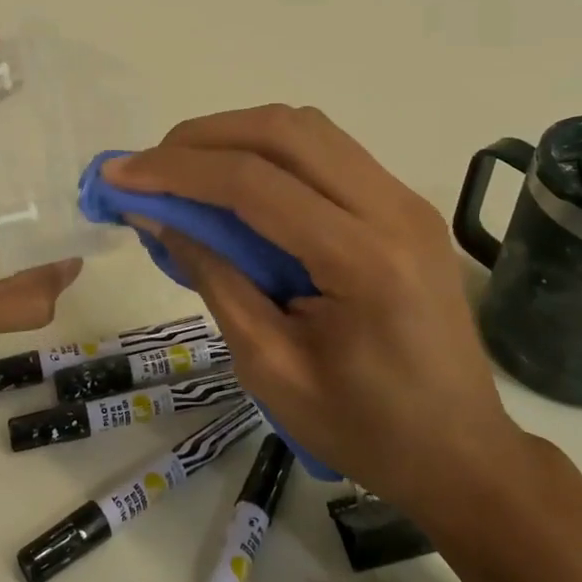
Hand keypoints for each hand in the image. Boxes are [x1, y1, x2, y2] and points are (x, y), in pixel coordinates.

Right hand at [104, 106, 528, 523]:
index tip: (118, 174)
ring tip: (185, 169)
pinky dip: (270, 150)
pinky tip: (237, 182)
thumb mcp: (270, 367)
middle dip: (203, 137)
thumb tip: (157, 215)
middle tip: (149, 165)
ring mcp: (406, 199)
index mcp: (364, 262)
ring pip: (307, 129)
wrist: (463, 453)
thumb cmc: (364, 430)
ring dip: (237, 134)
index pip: (254, 183)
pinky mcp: (404, 203)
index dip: (176, 171)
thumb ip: (213, 278)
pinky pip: (327, 151)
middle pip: (284, 131)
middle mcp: (393, 209)